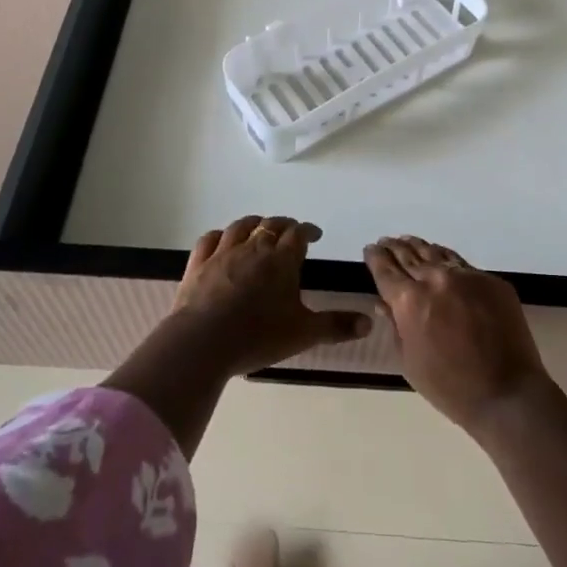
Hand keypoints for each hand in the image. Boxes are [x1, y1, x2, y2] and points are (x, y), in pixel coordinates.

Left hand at [166, 216, 371, 377]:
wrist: (202, 342)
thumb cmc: (258, 336)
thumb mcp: (304, 334)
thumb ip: (336, 326)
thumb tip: (368, 323)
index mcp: (281, 260)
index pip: (298, 234)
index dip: (308, 231)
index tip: (315, 235)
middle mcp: (253, 248)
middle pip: (271, 225)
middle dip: (283, 225)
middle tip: (290, 232)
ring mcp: (223, 253)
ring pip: (241, 227)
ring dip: (254, 224)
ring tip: (260, 227)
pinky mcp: (198, 264)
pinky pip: (210, 239)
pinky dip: (219, 235)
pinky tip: (222, 239)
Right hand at [364, 236, 551, 432]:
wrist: (508, 394)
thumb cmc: (450, 388)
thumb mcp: (410, 363)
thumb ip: (395, 327)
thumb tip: (384, 303)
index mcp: (409, 301)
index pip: (385, 270)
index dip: (375, 257)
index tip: (370, 249)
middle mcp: (435, 279)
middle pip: (409, 255)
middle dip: (394, 248)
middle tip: (386, 242)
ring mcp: (466, 276)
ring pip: (436, 253)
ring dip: (419, 247)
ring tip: (409, 242)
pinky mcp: (490, 280)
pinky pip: (461, 264)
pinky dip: (445, 258)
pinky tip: (441, 258)